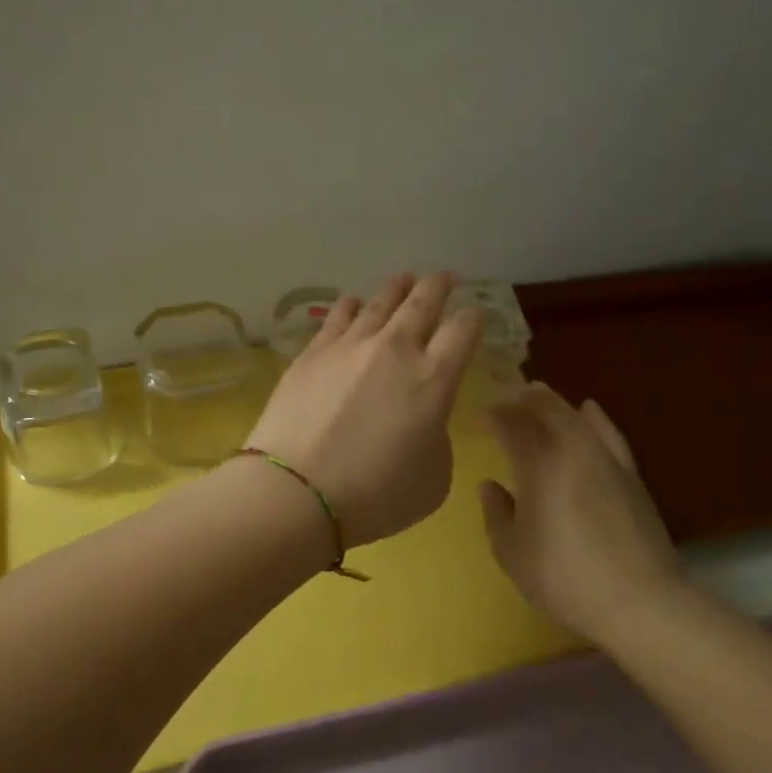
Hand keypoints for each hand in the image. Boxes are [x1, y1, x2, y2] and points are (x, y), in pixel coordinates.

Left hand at [247, 272, 483, 548]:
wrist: (297, 492)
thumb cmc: (376, 495)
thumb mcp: (434, 477)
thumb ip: (436, 435)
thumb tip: (422, 417)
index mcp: (434, 379)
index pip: (462, 332)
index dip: (473, 318)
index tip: (474, 314)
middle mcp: (395, 349)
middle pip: (422, 303)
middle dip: (438, 286)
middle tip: (444, 277)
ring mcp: (350, 346)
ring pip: (380, 303)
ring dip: (397, 289)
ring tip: (404, 280)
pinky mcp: (313, 353)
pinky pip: (338, 316)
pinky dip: (352, 306)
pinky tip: (354, 303)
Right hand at [478, 383, 681, 639]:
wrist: (639, 600)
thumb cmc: (564, 577)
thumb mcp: (512, 553)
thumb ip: (496, 513)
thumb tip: (490, 485)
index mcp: (537, 464)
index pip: (510, 424)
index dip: (493, 415)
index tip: (479, 415)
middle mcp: (571, 448)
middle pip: (545, 408)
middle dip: (521, 398)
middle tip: (505, 397)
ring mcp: (604, 458)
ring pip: (575, 415)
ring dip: (553, 401)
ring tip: (537, 394)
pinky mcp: (630, 473)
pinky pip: (609, 432)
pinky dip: (595, 417)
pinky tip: (589, 409)